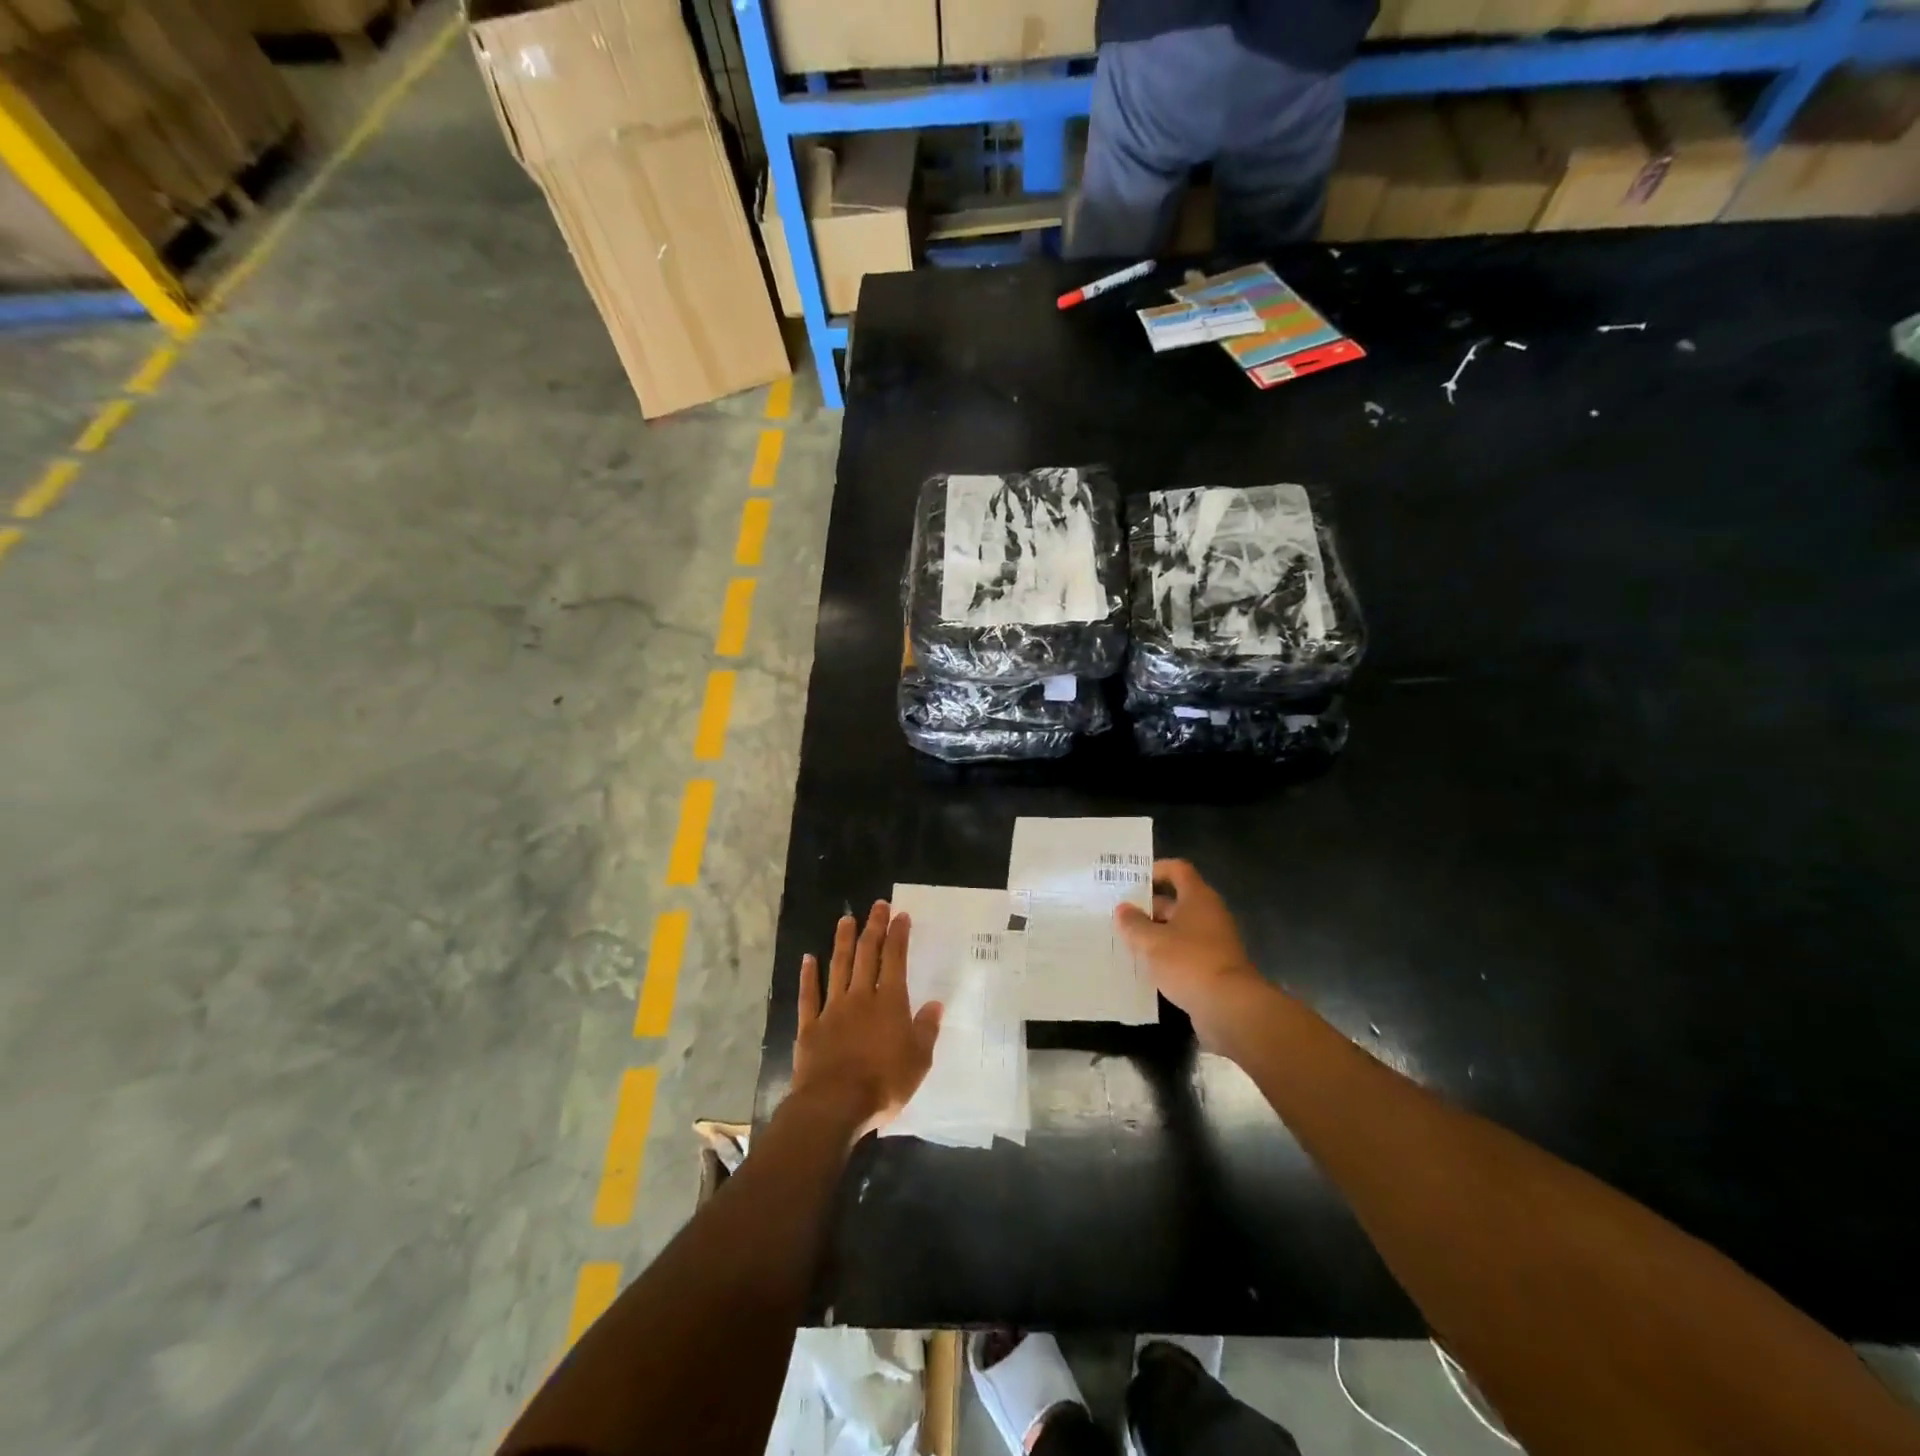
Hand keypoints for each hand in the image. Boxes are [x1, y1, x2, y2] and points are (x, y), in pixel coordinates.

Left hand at [791, 901, 942, 1139]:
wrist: (834, 1104)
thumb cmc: (884, 1083)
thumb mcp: (919, 1061)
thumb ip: (926, 1030)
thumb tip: (935, 1004)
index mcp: (890, 1002)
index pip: (895, 960)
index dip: (898, 935)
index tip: (899, 915)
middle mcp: (861, 997)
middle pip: (867, 955)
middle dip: (873, 928)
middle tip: (877, 906)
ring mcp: (833, 1009)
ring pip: (838, 967)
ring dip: (843, 941)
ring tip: (846, 919)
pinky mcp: (810, 1026)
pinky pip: (809, 995)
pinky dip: (808, 975)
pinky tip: (808, 958)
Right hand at [1115, 859, 1269, 1044]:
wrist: (1230, 1008)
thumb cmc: (1189, 962)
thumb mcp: (1151, 942)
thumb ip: (1133, 923)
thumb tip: (1123, 909)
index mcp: (1198, 898)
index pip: (1178, 870)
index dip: (1156, 870)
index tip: (1132, 880)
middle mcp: (1209, 915)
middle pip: (1177, 901)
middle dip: (1148, 907)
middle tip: (1119, 916)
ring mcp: (1214, 943)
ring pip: (1179, 930)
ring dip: (1155, 934)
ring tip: (1126, 942)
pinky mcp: (1214, 968)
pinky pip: (1185, 953)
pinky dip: (1167, 956)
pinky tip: (1145, 968)